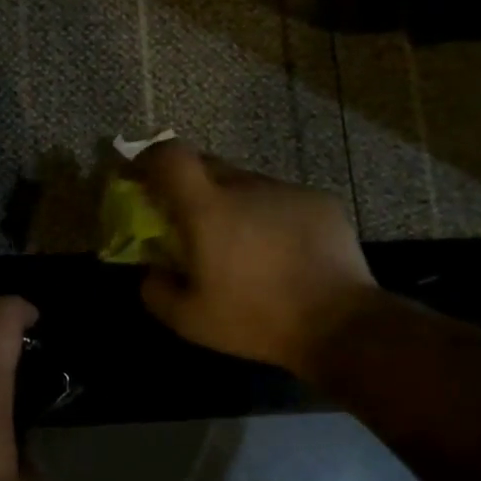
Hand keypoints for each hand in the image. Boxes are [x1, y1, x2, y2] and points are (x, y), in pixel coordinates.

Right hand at [133, 142, 374, 377]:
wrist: (341, 325)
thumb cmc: (256, 320)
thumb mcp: (190, 321)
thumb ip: (156, 290)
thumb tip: (151, 271)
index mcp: (208, 208)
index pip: (170, 156)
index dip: (149, 158)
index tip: (140, 176)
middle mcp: (246, 186)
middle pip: (207, 165)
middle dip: (188, 185)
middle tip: (188, 218)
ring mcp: (287, 190)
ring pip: (246, 184)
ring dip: (232, 203)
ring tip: (241, 243)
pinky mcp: (319, 201)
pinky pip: (280, 199)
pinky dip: (269, 215)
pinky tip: (280, 251)